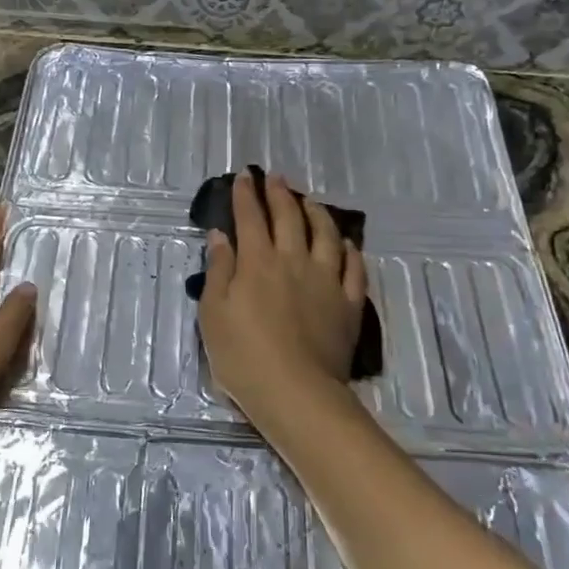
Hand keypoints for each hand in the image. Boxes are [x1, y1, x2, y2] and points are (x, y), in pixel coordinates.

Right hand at [197, 171, 367, 418]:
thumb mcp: (214, 313)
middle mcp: (294, 261)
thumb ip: (219, 270)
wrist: (297, 393)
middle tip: (276, 178)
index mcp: (258, 262)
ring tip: (310, 201)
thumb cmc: (244, 356)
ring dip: (317, 213)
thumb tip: (221, 235)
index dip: (246, 194)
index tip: (244, 176)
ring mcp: (326, 281)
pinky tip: (347, 244)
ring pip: (326, 235)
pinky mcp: (349, 304)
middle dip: (280, 194)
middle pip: (289, 218)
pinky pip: (354, 269)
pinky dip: (350, 251)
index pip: (251, 218)